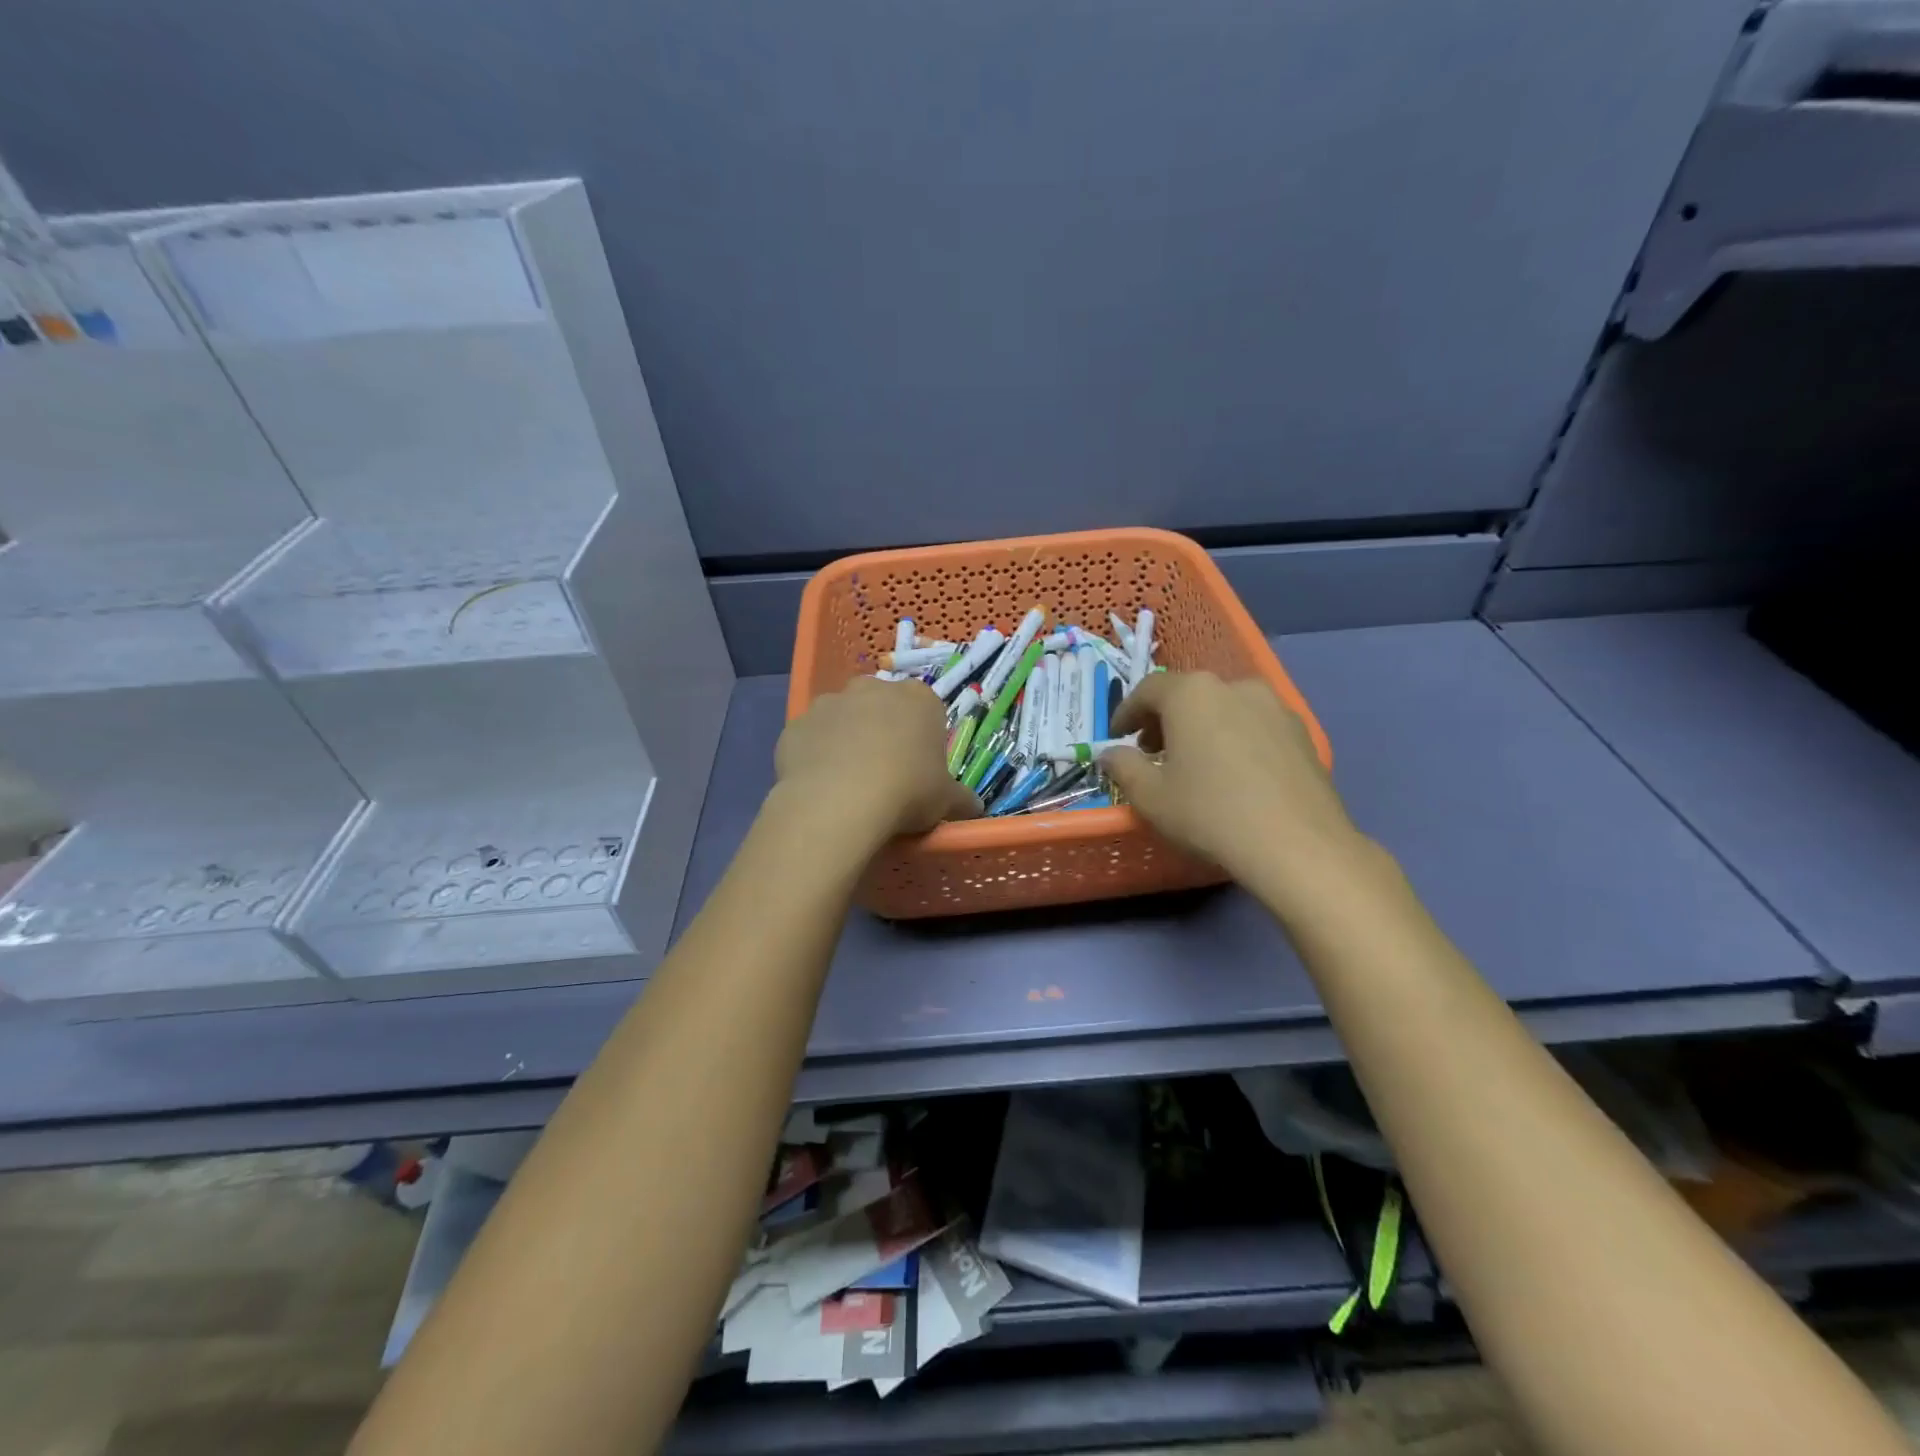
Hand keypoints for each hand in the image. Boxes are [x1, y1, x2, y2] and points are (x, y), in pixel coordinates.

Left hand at [774, 677, 981, 845]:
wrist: (839, 802)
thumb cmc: (907, 792)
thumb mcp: (946, 801)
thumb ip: (962, 799)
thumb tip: (975, 808)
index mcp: (918, 699)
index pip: (926, 709)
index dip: (922, 737)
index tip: (919, 767)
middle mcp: (873, 689)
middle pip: (881, 705)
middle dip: (881, 729)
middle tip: (884, 771)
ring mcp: (830, 703)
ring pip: (841, 718)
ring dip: (845, 740)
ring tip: (847, 781)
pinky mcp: (796, 725)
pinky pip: (810, 739)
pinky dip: (814, 756)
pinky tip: (819, 785)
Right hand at [1102, 672, 1365, 904]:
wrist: (1297, 845)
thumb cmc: (1209, 813)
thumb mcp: (1150, 796)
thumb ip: (1123, 767)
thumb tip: (1111, 754)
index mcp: (1191, 693)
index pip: (1147, 690)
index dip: (1126, 712)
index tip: (1116, 737)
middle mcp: (1234, 686)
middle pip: (1188, 694)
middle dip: (1164, 719)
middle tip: (1151, 751)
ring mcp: (1274, 706)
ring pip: (1224, 707)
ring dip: (1201, 727)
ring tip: (1193, 762)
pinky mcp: (1300, 732)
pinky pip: (1253, 725)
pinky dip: (1233, 738)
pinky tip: (1233, 773)